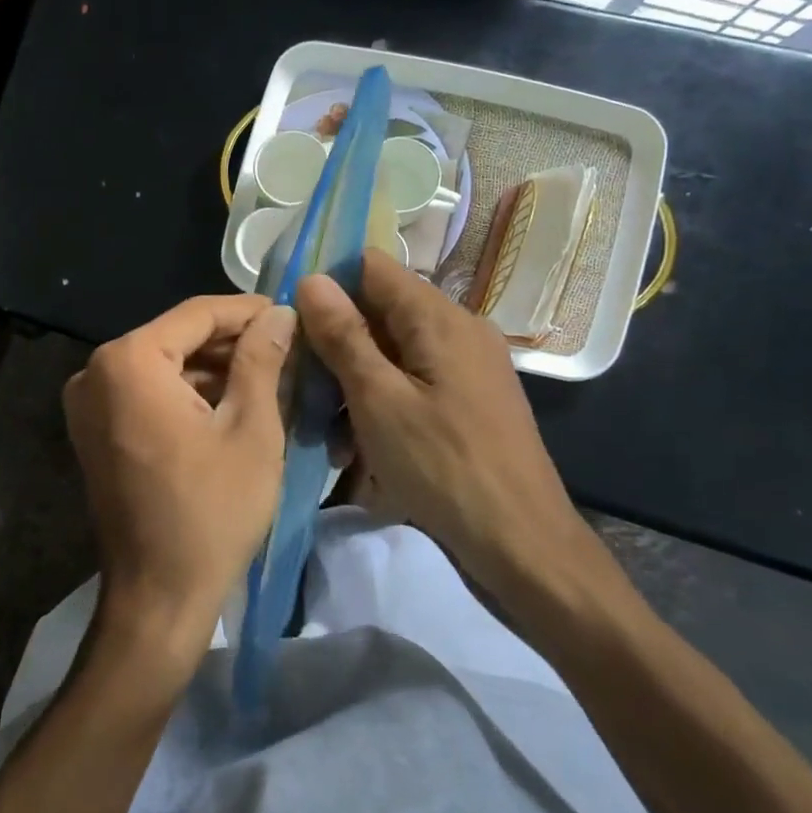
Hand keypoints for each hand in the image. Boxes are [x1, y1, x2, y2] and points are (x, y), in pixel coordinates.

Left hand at [63, 295, 294, 662]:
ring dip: (213, 369)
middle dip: (232, 342)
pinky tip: (232, 402)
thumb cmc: (211, 511)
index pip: (197, 314)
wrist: (157, 597)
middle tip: (287, 347)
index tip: (291, 313)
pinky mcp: (94, 430)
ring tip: (270, 374)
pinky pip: (147, 393)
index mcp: (129, 361)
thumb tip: (279, 314)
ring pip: (163, 365)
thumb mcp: (251, 429)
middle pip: (177, 337)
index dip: (248, 311)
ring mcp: (89, 402)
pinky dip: (187, 393)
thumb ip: (262, 360)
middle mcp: (96, 371)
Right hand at [294, 250, 613, 612]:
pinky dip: (380, 402)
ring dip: (353, 381)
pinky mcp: (467, 401)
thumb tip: (311, 279)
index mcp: (439, 318)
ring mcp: (466, 367)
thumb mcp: (378, 400)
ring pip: (392, 352)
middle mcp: (458, 329)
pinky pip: (411, 383)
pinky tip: (358, 447)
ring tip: (326, 429)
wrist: (523, 546)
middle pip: (380, 311)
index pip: (371, 267)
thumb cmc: (444, 468)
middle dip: (335, 342)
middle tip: (299, 382)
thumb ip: (343, 336)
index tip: (288, 317)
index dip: (327, 283)